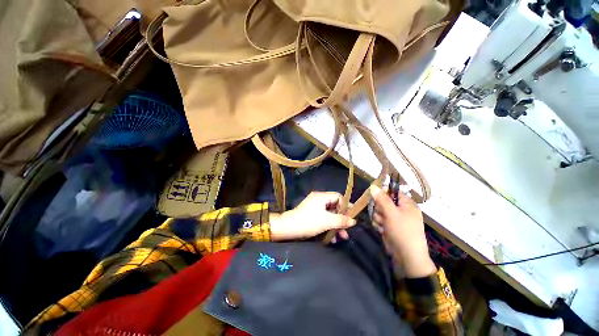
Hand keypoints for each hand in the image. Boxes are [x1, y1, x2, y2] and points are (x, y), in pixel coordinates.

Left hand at [270, 192, 355, 240]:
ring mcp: (313, 209)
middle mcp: (318, 200)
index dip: (346, 206)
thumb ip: (341, 221)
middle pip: (335, 208)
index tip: (351, 217)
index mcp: (322, 197)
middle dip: (342, 220)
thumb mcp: (327, 221)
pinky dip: (328, 228)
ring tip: (341, 238)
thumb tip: (353, 221)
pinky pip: (322, 220)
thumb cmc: (308, 222)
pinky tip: (331, 239)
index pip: (339, 197)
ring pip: (329, 216)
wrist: (287, 229)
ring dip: (336, 227)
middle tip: (347, 230)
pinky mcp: (309, 218)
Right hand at [370, 185, 435, 277]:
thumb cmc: (402, 232)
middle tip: (380, 216)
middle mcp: (404, 212)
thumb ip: (382, 200)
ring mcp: (399, 223)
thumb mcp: (392, 214)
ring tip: (381, 226)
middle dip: (380, 210)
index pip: (394, 193)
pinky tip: (381, 232)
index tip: (373, 198)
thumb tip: (373, 186)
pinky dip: (381, 227)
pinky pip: (384, 225)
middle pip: (387, 204)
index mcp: (408, 204)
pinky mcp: (394, 232)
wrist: (409, 256)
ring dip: (379, 219)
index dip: (383, 194)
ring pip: (383, 215)